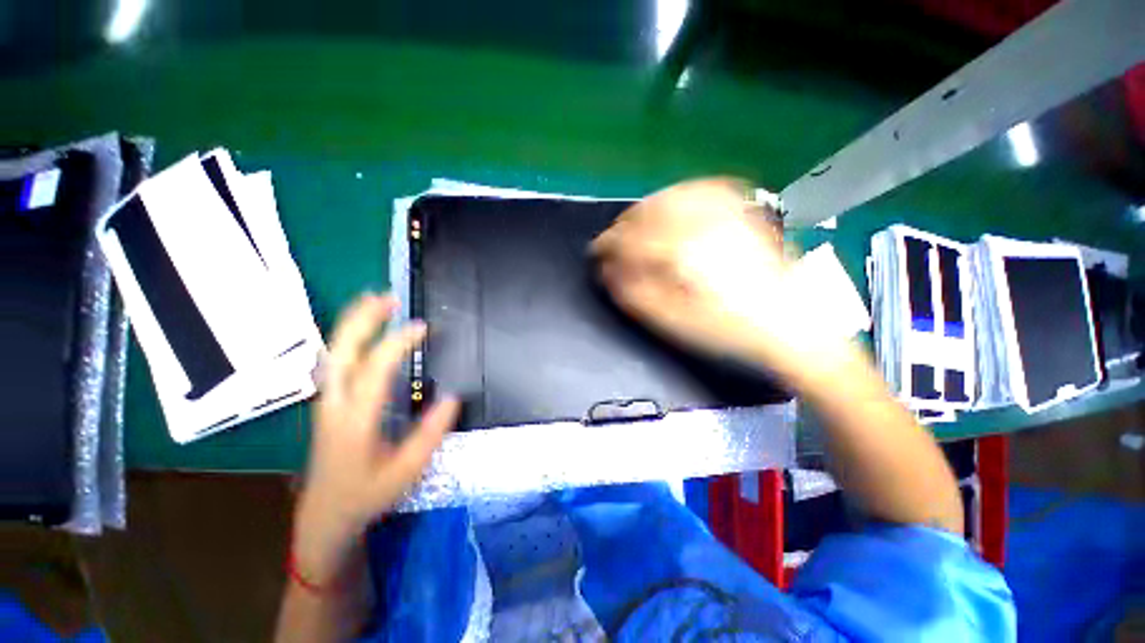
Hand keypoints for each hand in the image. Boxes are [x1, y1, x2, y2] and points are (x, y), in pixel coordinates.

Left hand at [293, 294, 459, 583]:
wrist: (325, 516)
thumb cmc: (366, 496)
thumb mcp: (407, 472)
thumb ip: (430, 434)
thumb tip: (452, 398)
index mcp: (356, 421)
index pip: (375, 370)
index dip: (398, 344)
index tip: (422, 327)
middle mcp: (335, 405)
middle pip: (342, 352)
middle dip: (363, 320)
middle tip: (387, 298)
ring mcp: (326, 402)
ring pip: (333, 353)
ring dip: (352, 323)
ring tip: (374, 302)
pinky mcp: (328, 404)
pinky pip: (335, 361)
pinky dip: (348, 338)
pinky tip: (361, 330)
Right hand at [592, 178, 822, 375]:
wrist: (789, 325)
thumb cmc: (725, 330)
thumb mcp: (672, 322)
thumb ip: (634, 294)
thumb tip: (608, 272)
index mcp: (682, 252)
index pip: (631, 239)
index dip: (608, 245)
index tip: (595, 252)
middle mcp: (702, 223)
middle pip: (648, 212)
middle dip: (623, 225)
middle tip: (612, 240)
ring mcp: (726, 213)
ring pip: (671, 195)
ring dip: (646, 208)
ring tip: (635, 224)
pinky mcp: (743, 211)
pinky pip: (703, 188)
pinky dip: (679, 193)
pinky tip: (672, 203)